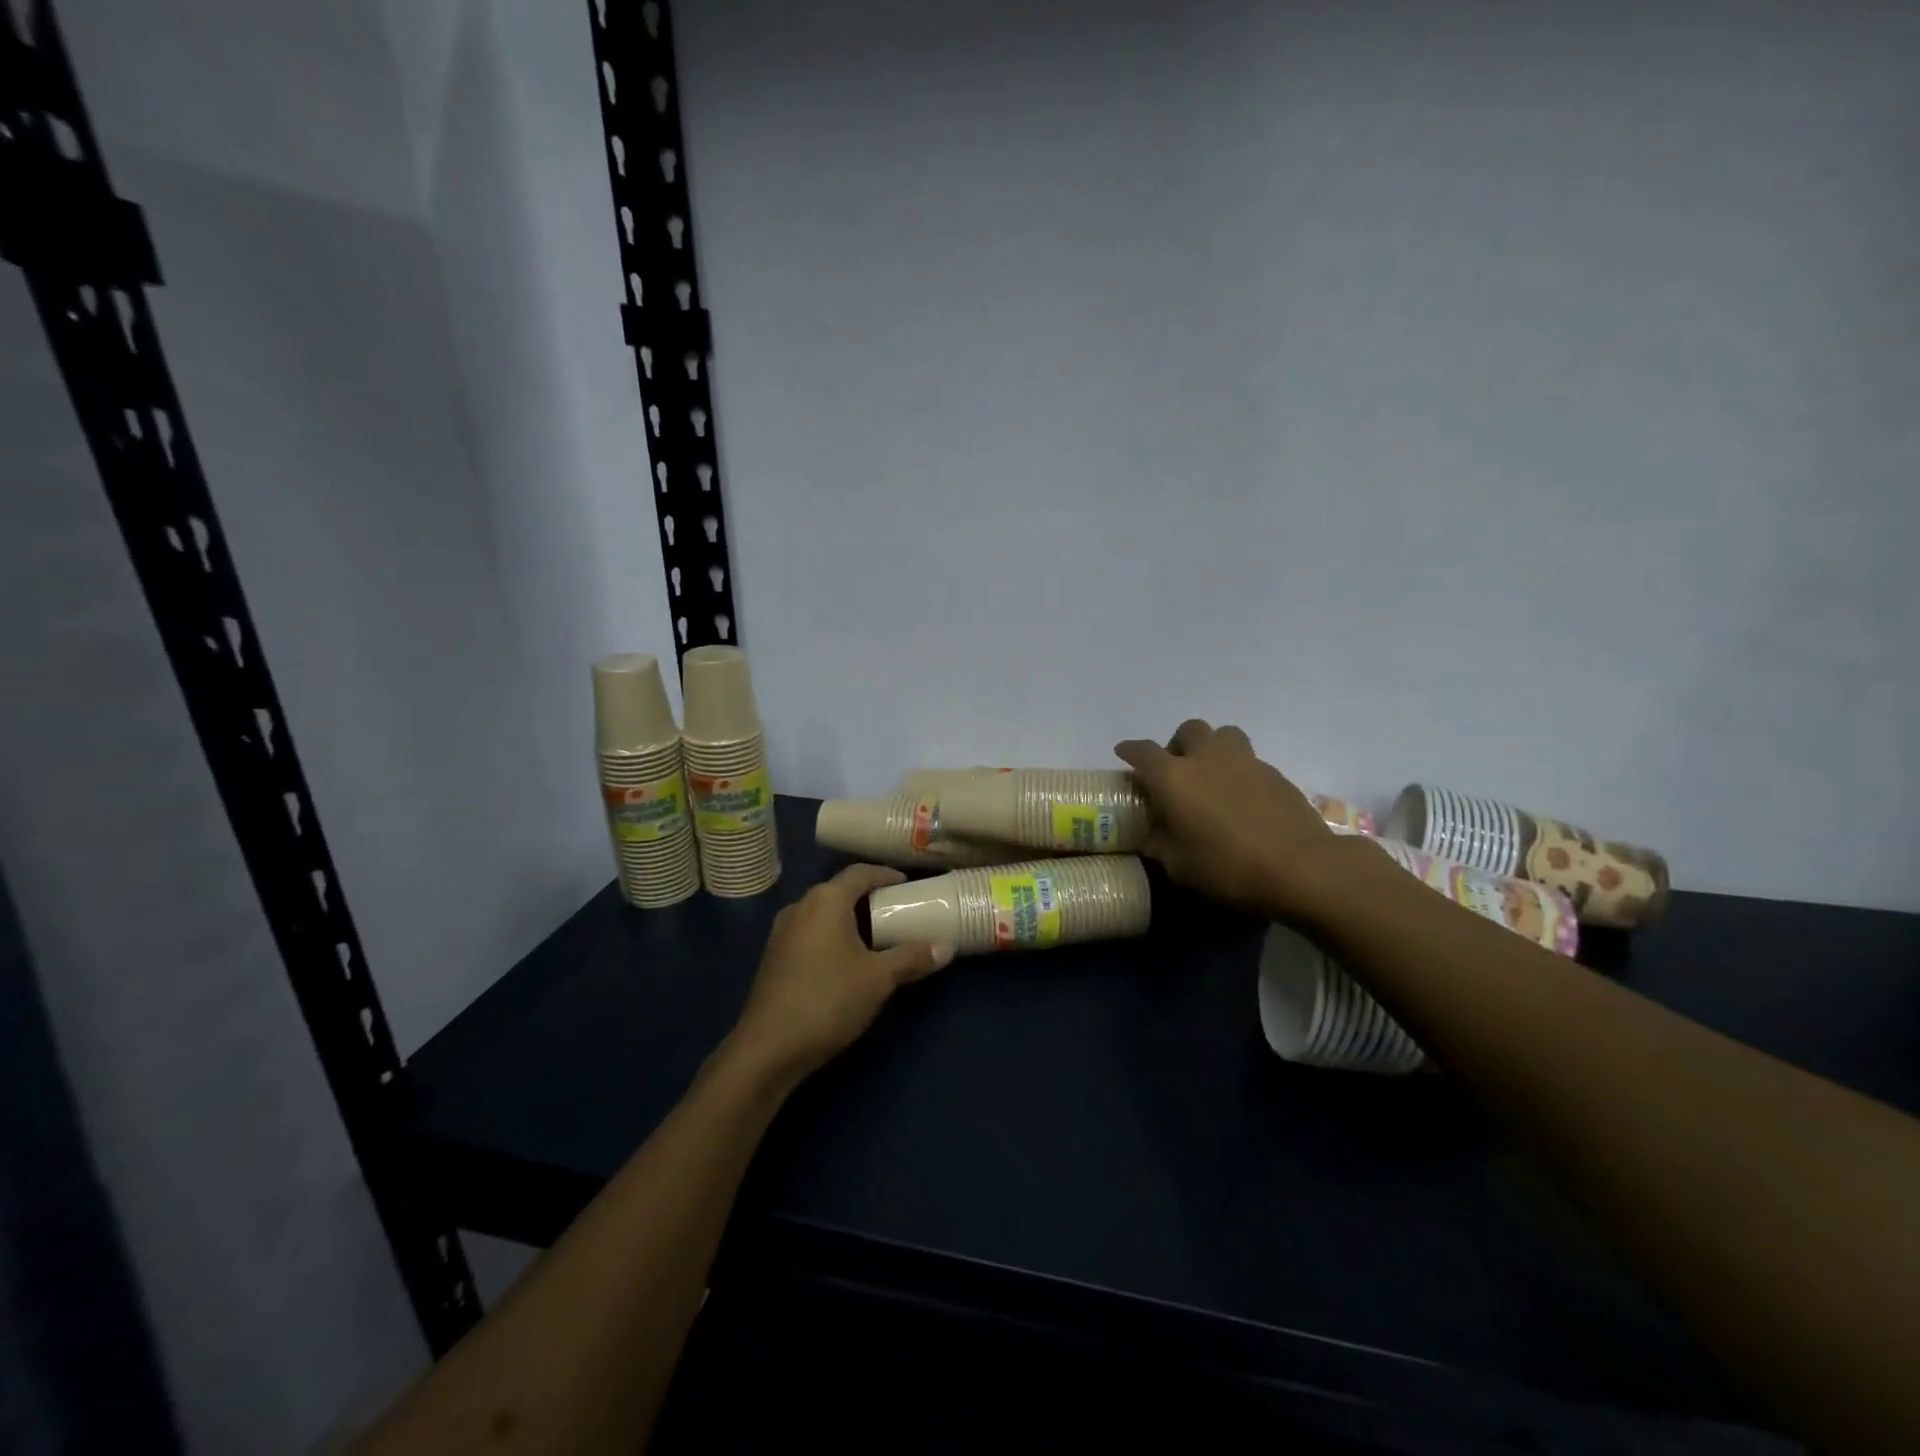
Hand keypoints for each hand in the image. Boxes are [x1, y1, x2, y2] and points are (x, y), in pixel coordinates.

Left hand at [729, 864, 954, 1085]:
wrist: (768, 1048)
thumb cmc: (828, 1000)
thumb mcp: (878, 979)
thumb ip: (912, 958)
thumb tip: (947, 947)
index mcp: (826, 900)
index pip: (860, 873)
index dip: (886, 875)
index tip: (908, 885)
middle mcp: (801, 906)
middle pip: (840, 890)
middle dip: (870, 898)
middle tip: (899, 912)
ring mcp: (783, 932)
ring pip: (824, 913)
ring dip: (851, 919)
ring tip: (878, 937)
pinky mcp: (775, 957)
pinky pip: (811, 932)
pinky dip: (833, 935)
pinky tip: (848, 960)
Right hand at [1115, 719, 1340, 919]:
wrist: (1300, 867)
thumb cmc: (1228, 868)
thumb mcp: (1179, 867)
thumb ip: (1159, 845)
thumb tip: (1150, 836)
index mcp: (1174, 778)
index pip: (1143, 752)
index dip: (1130, 750)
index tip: (1124, 753)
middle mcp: (1207, 759)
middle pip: (1188, 730)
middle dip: (1177, 744)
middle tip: (1177, 770)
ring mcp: (1245, 762)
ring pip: (1224, 734)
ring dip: (1212, 747)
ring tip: (1212, 774)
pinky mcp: (1275, 773)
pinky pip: (1249, 759)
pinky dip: (1239, 770)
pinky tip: (1242, 797)